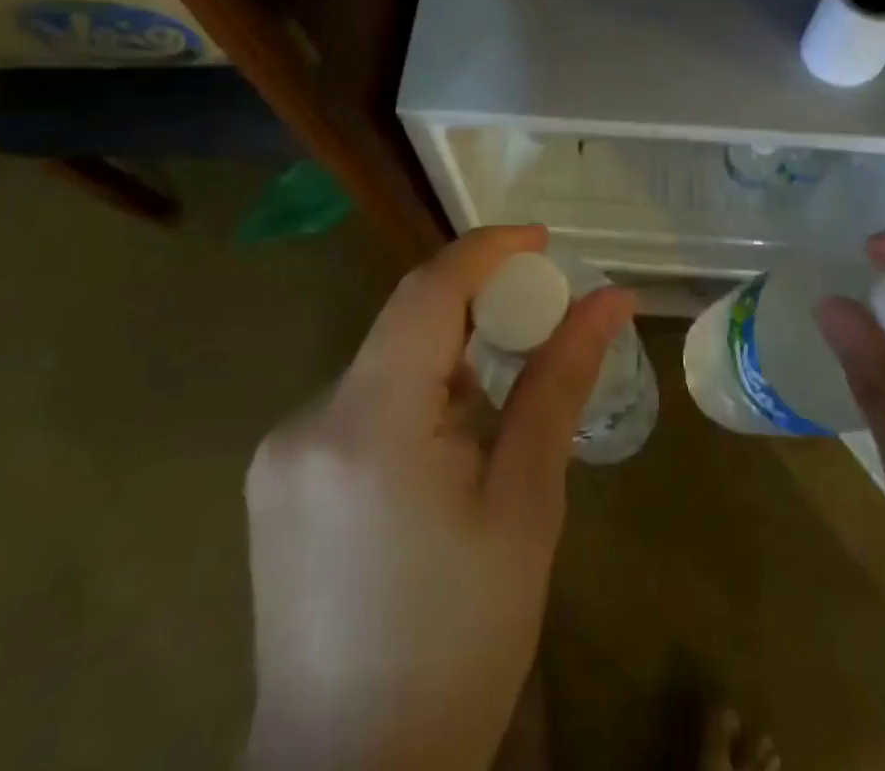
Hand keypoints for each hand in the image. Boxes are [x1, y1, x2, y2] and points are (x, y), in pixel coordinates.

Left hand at [242, 226, 632, 770]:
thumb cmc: (460, 643)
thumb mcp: (525, 506)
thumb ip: (559, 385)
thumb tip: (609, 299)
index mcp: (367, 424)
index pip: (427, 291)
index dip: (486, 250)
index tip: (542, 240)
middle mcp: (307, 419)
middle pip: (404, 326)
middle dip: (475, 310)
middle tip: (538, 323)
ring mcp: (280, 450)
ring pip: (382, 364)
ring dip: (443, 361)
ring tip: (495, 411)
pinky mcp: (275, 478)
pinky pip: (356, 403)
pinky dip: (408, 398)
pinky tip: (440, 454)